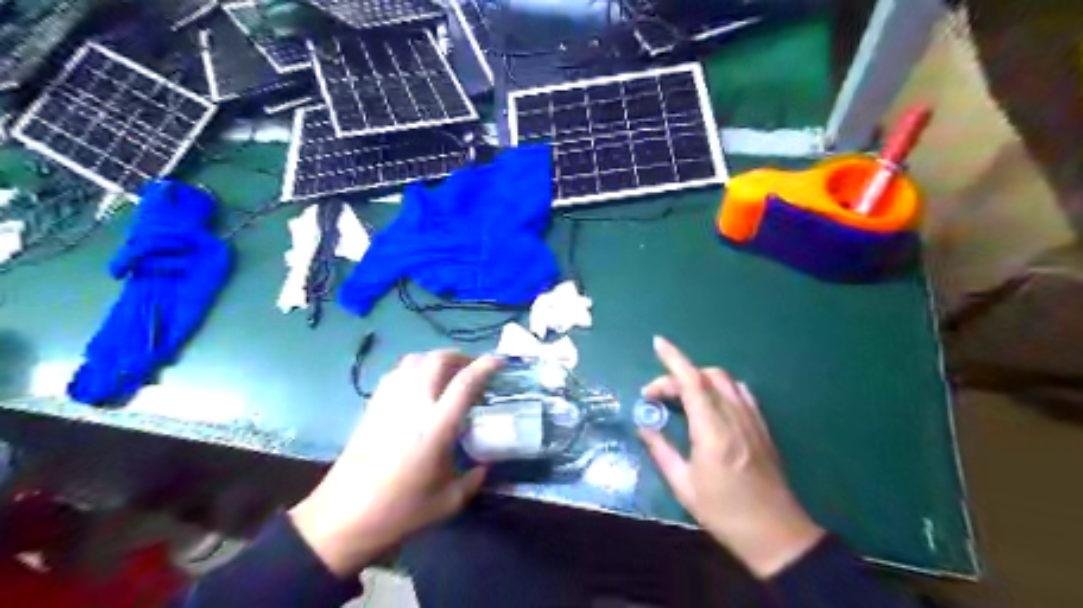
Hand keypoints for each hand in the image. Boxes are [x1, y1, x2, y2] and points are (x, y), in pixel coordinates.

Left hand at [288, 351, 497, 573]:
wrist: (343, 519)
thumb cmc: (400, 512)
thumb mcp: (448, 501)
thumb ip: (473, 479)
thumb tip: (484, 465)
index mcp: (437, 426)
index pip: (466, 382)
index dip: (486, 366)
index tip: (500, 360)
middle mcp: (414, 404)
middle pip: (438, 360)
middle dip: (460, 356)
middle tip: (473, 368)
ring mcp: (389, 402)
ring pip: (414, 360)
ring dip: (436, 359)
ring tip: (447, 372)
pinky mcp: (372, 407)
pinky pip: (396, 373)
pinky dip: (413, 369)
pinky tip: (419, 385)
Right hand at [637, 338, 826, 580]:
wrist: (776, 533)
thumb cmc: (724, 512)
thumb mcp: (684, 485)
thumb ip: (661, 449)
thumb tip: (643, 425)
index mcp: (712, 430)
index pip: (692, 382)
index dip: (673, 359)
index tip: (657, 343)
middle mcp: (734, 416)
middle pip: (705, 376)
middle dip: (676, 376)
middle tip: (656, 397)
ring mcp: (752, 419)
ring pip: (725, 380)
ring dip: (698, 379)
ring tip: (680, 397)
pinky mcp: (762, 426)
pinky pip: (740, 393)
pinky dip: (720, 387)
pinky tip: (710, 403)